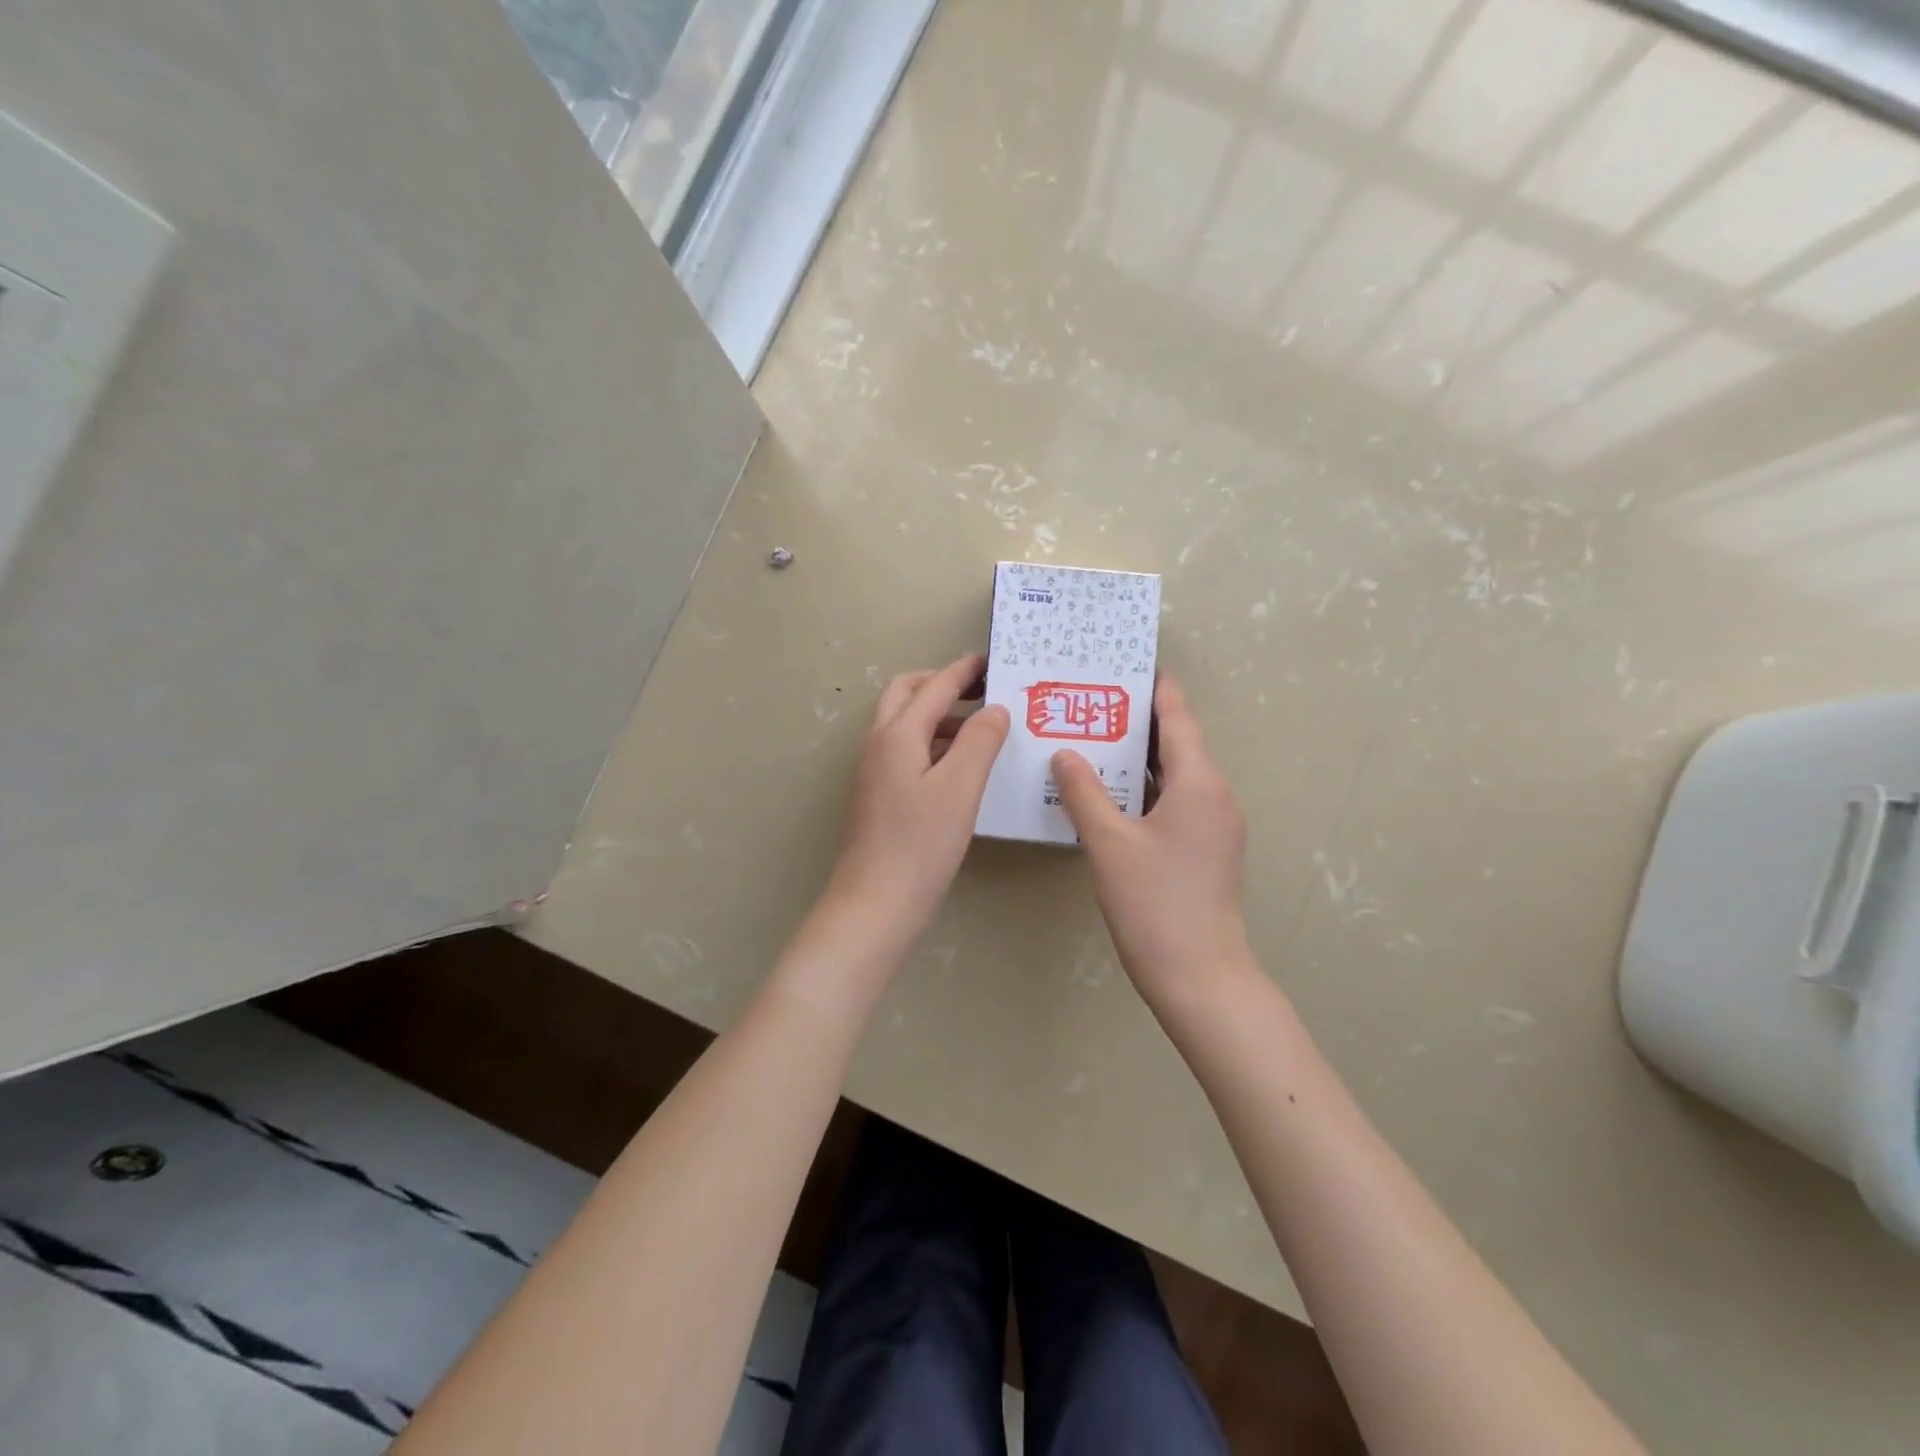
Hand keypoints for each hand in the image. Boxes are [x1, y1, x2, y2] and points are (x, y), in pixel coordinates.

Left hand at [827, 653, 1010, 938]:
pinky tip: (957, 766)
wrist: (875, 903)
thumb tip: (994, 709)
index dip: (964, 671)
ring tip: (978, 728)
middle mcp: (878, 744)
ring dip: (937, 714)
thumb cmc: (921, 844)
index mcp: (897, 735)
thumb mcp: (961, 788)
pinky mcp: (877, 795)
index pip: (934, 687)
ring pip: (903, 724)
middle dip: (941, 684)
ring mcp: (873, 771)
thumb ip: (979, 741)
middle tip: (980, 691)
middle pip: (905, 694)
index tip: (991, 660)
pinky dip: (931, 742)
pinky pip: (904, 750)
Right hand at [1051, 676, 1251, 1004]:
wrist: (1200, 976)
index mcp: (1198, 783)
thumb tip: (1064, 753)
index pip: (1178, 718)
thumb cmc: (1154, 903)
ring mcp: (1216, 825)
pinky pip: (1177, 801)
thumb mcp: (1109, 844)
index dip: (1155, 689)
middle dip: (1139, 721)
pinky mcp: (1208, 849)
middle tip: (1093, 702)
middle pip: (1178, 743)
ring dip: (1141, 757)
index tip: (1127, 665)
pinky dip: (1147, 787)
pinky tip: (1111, 792)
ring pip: (1177, 774)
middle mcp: (1215, 795)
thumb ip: (1083, 793)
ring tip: (1095, 739)